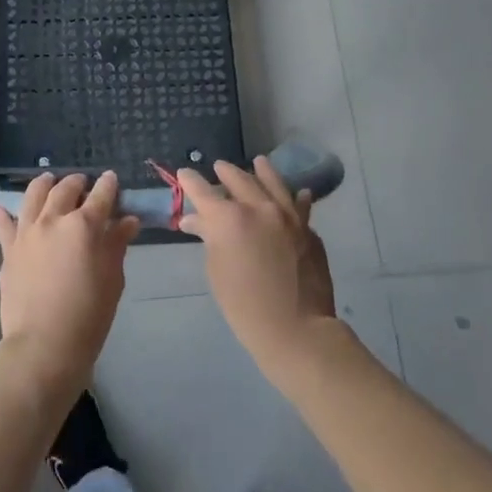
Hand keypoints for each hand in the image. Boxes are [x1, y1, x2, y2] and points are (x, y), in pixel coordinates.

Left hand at [0, 172, 139, 408]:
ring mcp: (26, 233)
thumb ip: (116, 245)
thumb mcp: (112, 280)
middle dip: (77, 182)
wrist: (43, 345)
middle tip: (83, 184)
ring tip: (48, 180)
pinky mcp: (8, 250)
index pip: (101, 195)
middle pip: (65, 189)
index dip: (109, 185)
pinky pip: (3, 225)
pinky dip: (2, 214)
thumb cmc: (88, 316)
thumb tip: (127, 221)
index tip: (112, 179)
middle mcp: (53, 220)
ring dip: (44, 184)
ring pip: (33, 195)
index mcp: (84, 225)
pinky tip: (0, 208)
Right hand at [178, 157, 337, 382]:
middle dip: (225, 172)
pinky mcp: (308, 229)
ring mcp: (289, 216)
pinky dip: (295, 197)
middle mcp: (260, 207)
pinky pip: (300, 205)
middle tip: (218, 167)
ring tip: (258, 162)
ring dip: (263, 172)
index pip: (202, 190)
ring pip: (274, 183)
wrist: (297, 328)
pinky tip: (298, 193)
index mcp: (230, 218)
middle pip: (239, 179)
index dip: (189, 181)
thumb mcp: (216, 270)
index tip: (183, 173)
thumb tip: (198, 221)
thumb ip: (209, 238)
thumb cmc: (244, 305)